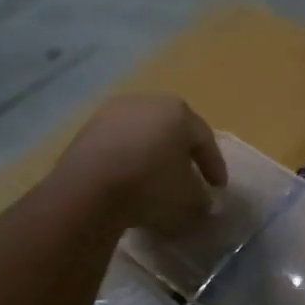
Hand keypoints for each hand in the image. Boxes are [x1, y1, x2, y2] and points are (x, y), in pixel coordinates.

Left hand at [55, 94, 227, 235]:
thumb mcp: (188, 201)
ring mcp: (112, 113)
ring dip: (151, 158)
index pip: (205, 139)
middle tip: (189, 180)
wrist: (87, 190)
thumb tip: (204, 202)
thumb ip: (202, 199)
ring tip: (155, 184)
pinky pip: (117, 146)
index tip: (218, 189)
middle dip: (182, 156)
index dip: (214, 166)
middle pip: (172, 132)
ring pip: (142, 137)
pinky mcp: (86, 130)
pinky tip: (127, 183)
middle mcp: (147, 102)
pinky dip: (127, 162)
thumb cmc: (150, 186)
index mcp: (179, 111)